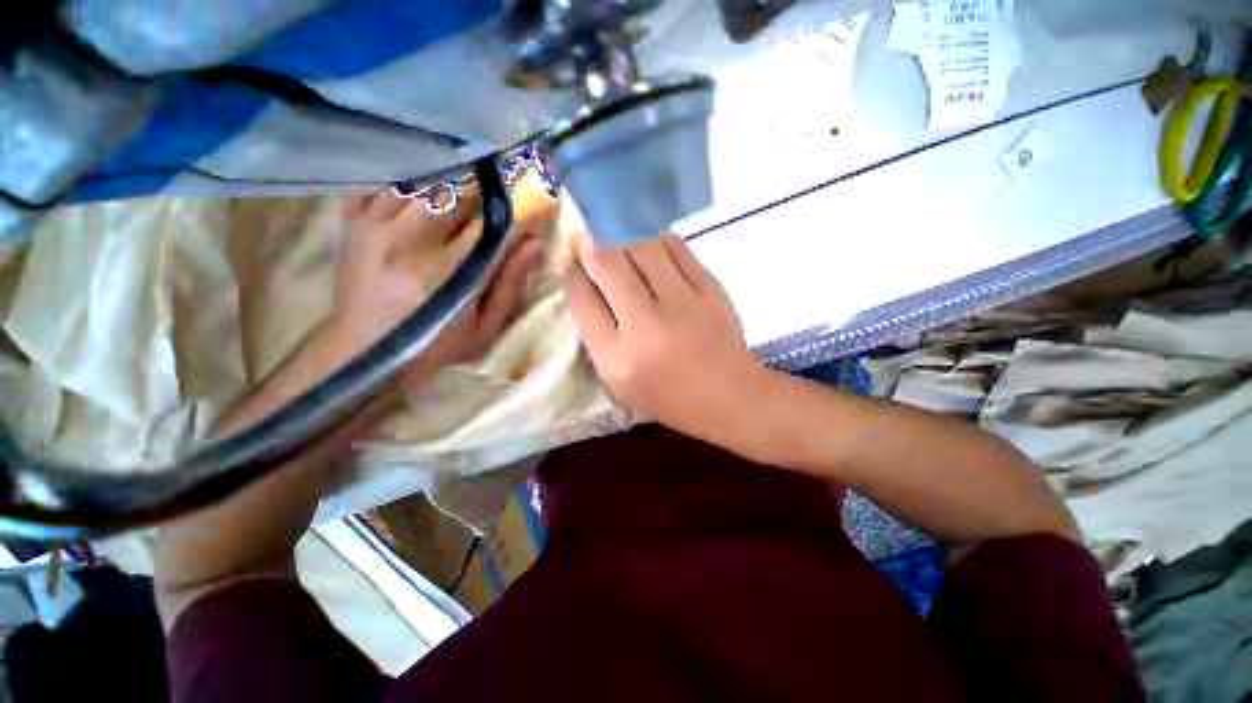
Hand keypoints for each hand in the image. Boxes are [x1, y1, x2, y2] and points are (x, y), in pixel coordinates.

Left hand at [326, 191, 544, 375]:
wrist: (365, 354)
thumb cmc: (434, 346)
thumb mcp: (485, 328)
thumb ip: (510, 285)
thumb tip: (535, 243)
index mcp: (445, 270)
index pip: (492, 224)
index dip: (519, 210)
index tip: (538, 200)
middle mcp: (408, 239)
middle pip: (455, 192)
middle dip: (485, 193)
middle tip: (500, 198)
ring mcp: (375, 226)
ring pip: (421, 182)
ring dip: (449, 186)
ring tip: (464, 198)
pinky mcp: (352, 223)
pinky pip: (380, 185)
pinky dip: (405, 186)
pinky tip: (420, 199)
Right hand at [564, 233, 764, 444]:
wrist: (729, 396)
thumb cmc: (669, 398)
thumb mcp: (619, 383)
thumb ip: (598, 337)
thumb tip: (585, 283)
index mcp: (618, 358)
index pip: (582, 300)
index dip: (572, 274)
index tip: (572, 265)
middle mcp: (646, 327)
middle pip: (608, 265)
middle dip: (591, 250)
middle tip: (591, 249)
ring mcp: (683, 304)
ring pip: (642, 249)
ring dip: (627, 249)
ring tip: (630, 263)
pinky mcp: (712, 290)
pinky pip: (676, 248)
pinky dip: (660, 247)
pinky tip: (659, 260)